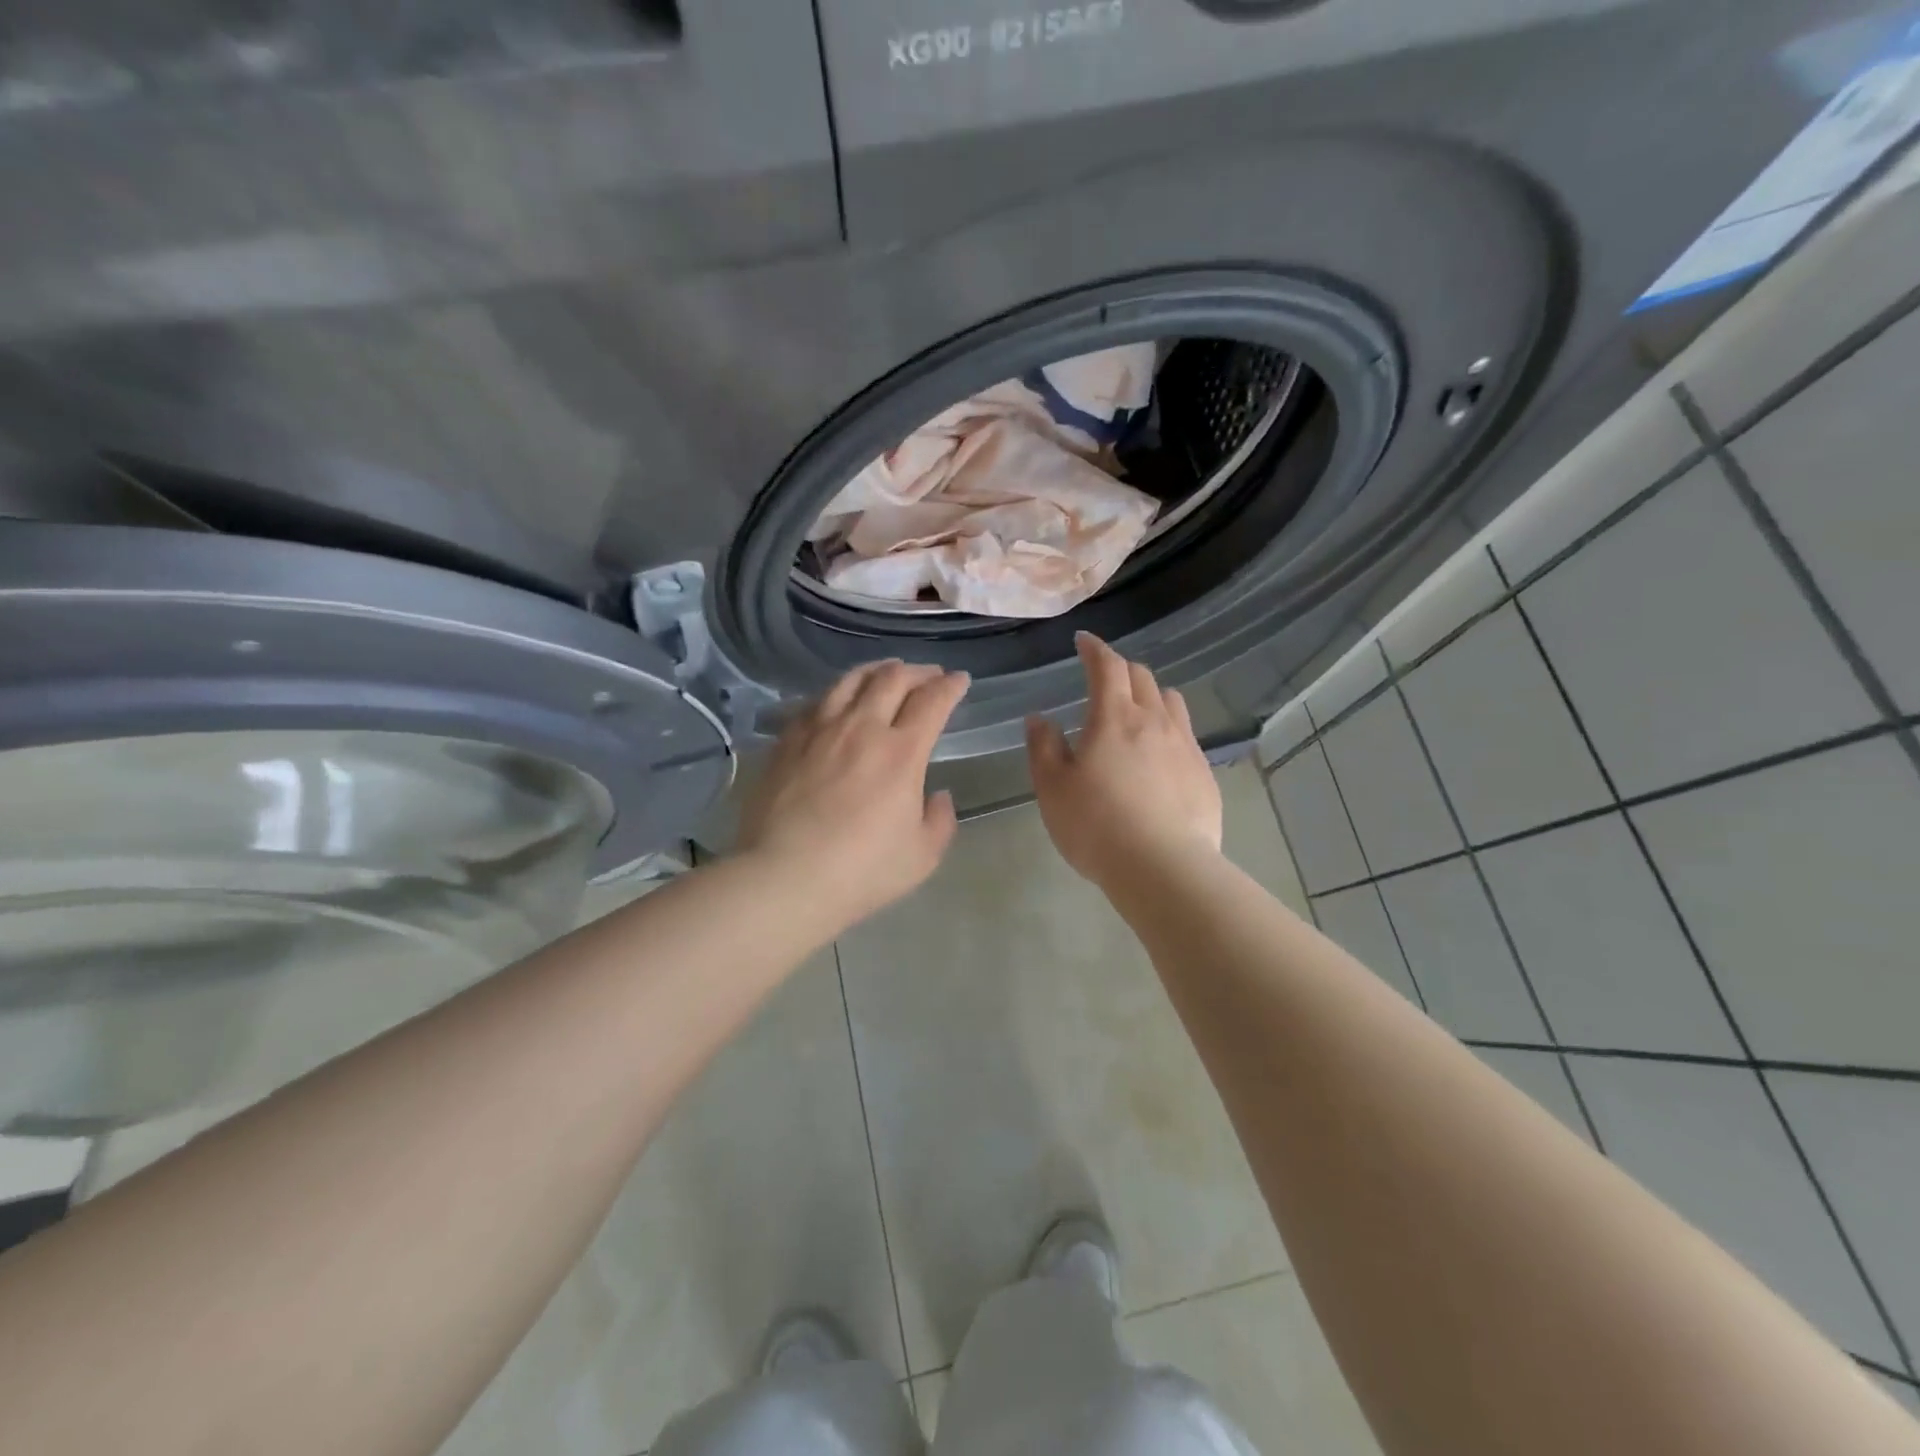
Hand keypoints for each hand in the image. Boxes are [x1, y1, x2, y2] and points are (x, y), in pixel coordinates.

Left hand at [738, 660, 969, 929]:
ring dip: (877, 671)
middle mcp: (862, 728)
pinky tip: (839, 700)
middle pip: (892, 679)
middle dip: (918, 671)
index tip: (959, 680)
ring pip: (851, 680)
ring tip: (887, 673)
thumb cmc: (861, 871)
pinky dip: (838, 692)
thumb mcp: (922, 856)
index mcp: (901, 752)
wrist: (785, 877)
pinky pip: (816, 701)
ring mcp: (820, 730)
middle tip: (929, 675)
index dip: (950, 686)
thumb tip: (937, 796)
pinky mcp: (787, 741)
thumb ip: (939, 821)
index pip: (932, 702)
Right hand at [1026, 633, 1222, 887]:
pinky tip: (1159, 757)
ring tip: (1136, 712)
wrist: (1163, 868)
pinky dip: (1168, 730)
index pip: (1107, 666)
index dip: (1095, 648)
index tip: (1084, 641)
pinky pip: (1186, 736)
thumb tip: (1040, 718)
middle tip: (1104, 679)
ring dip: (1150, 695)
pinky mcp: (1204, 773)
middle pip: (1142, 677)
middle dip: (1120, 670)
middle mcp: (1154, 721)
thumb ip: (1043, 747)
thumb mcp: (1052, 788)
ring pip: (1170, 701)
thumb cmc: (1096, 825)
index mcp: (1114, 717)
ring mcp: (1185, 746)